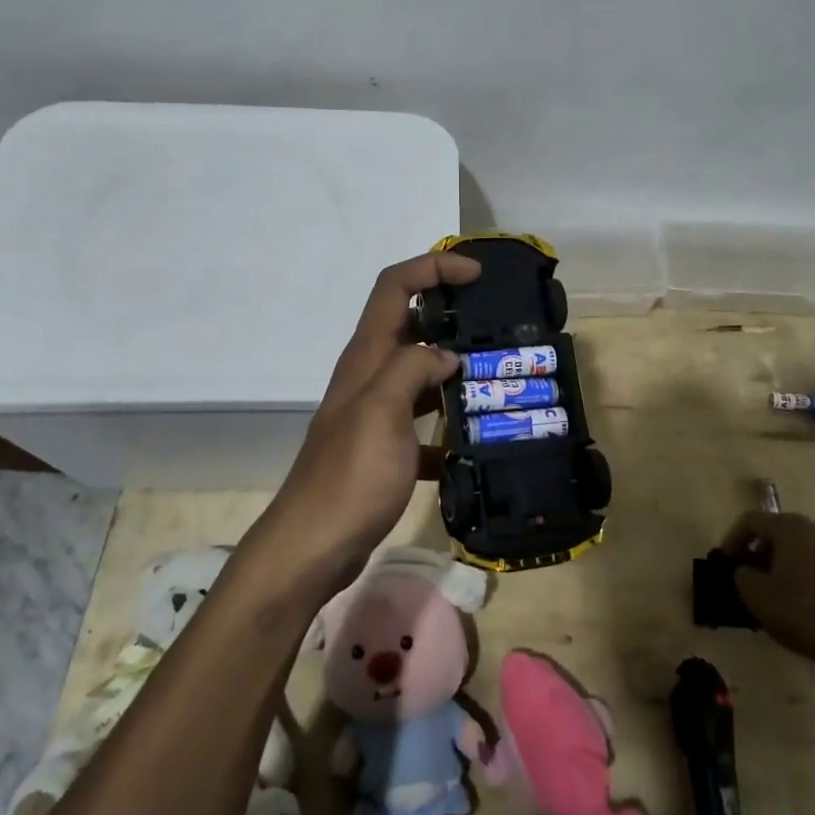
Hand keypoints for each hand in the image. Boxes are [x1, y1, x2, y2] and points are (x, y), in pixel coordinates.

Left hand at [260, 252, 479, 583]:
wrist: (314, 547)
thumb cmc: (350, 476)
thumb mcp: (381, 412)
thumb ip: (412, 369)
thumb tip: (447, 354)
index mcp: (367, 356)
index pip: (395, 286)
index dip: (433, 268)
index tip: (476, 274)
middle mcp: (370, 375)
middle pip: (411, 324)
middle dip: (452, 314)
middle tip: (498, 324)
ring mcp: (378, 413)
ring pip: (421, 373)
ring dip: (456, 368)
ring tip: (500, 374)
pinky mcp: (387, 448)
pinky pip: (425, 422)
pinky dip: (449, 425)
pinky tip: (477, 442)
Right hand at [720, 512, 814, 671]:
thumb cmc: (804, 614)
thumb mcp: (756, 597)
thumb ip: (742, 575)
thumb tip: (747, 570)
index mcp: (791, 528)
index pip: (751, 520)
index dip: (733, 538)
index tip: (726, 562)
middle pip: (782, 532)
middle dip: (764, 552)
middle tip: (754, 576)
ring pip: (809, 550)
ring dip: (792, 565)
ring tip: (785, 594)